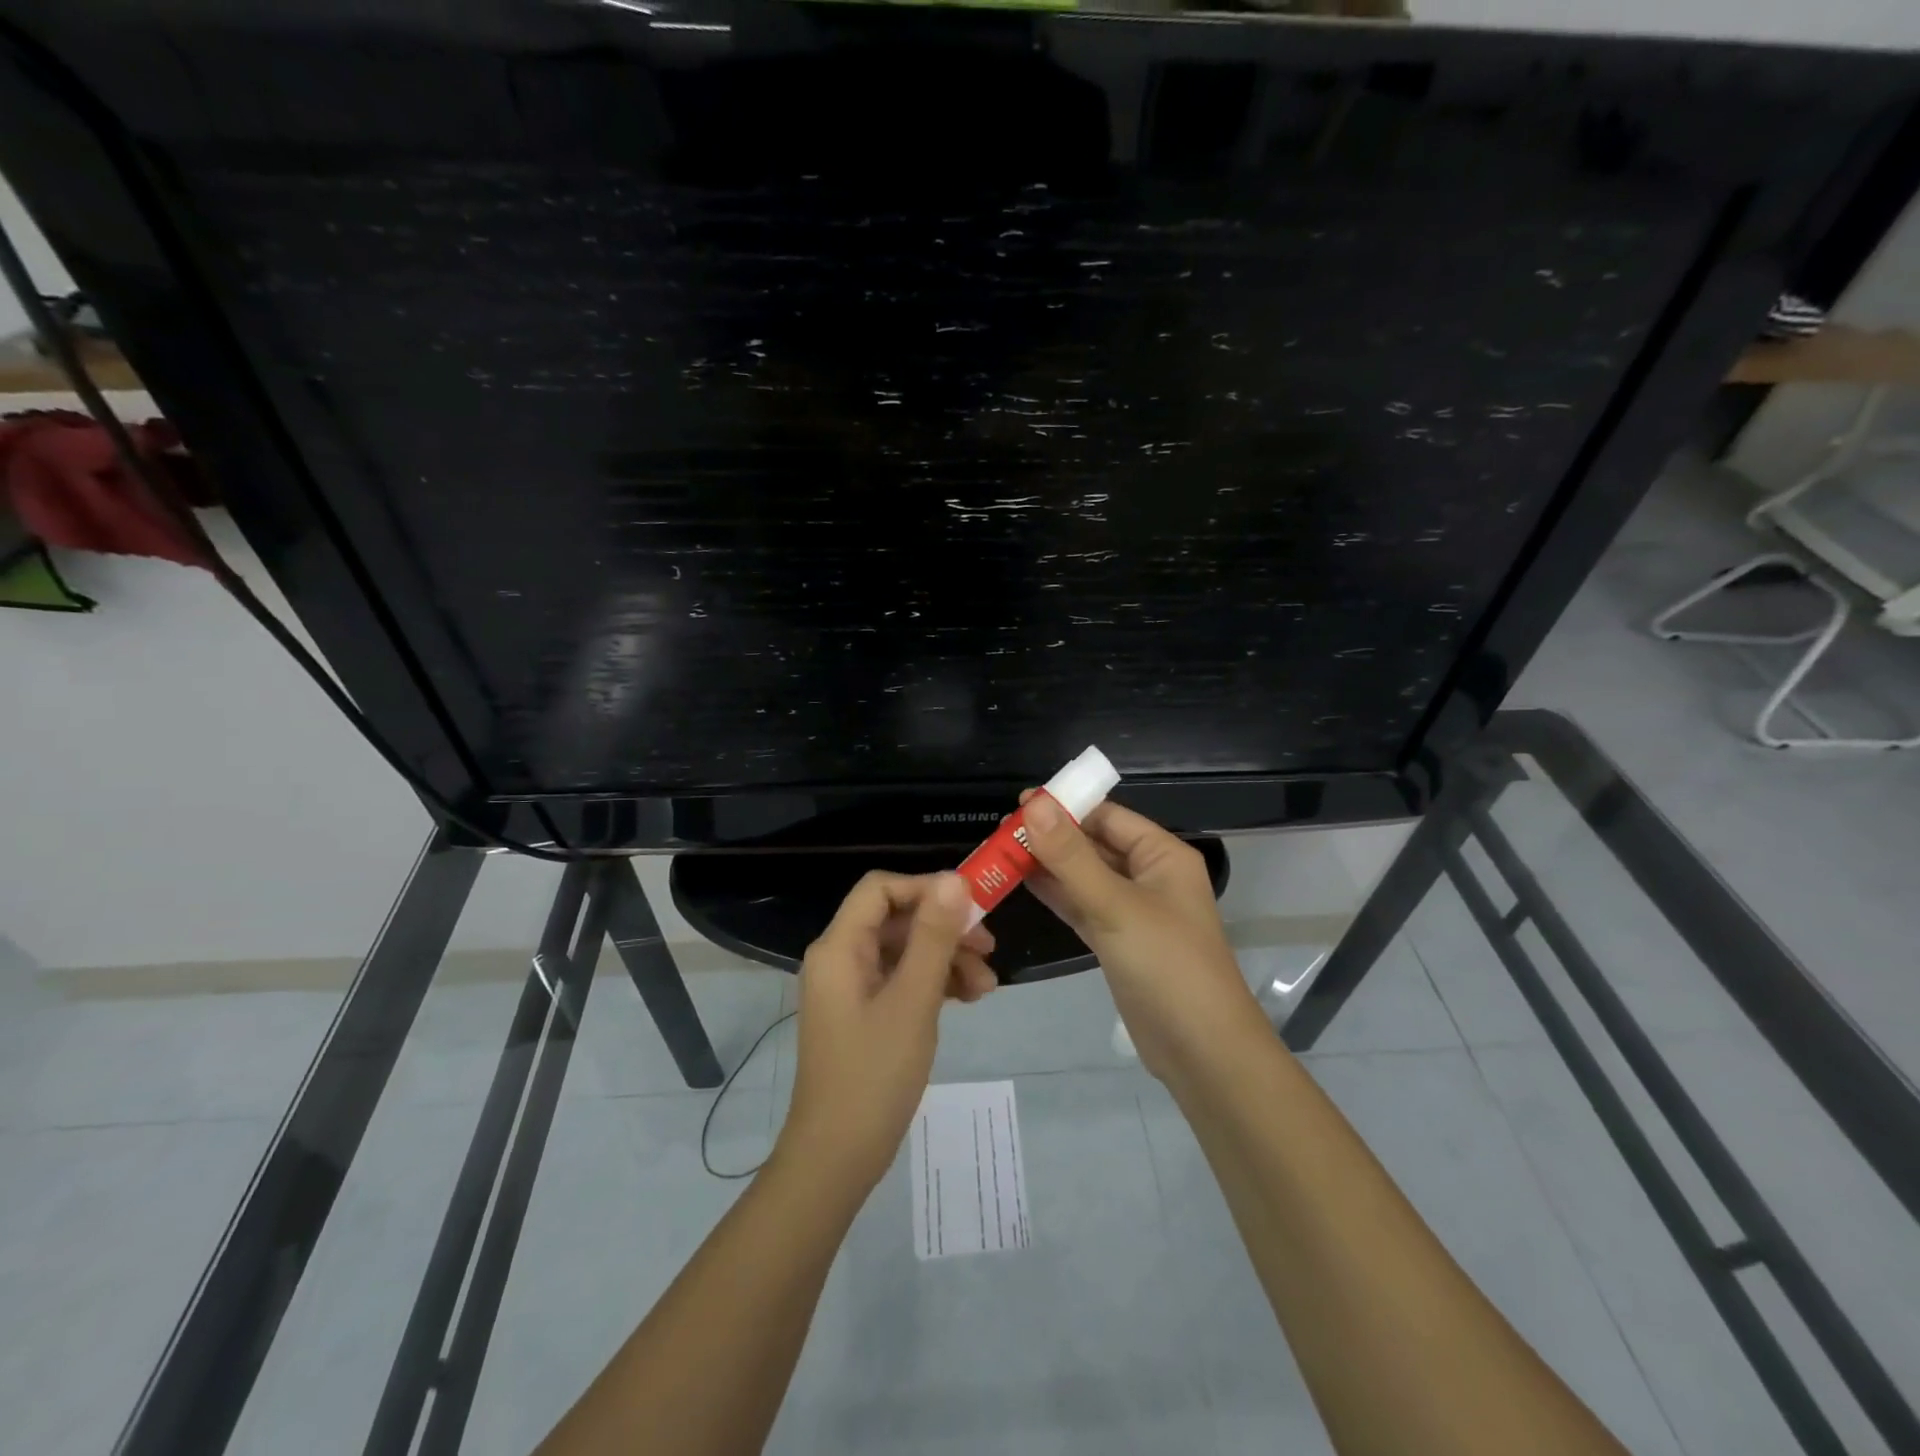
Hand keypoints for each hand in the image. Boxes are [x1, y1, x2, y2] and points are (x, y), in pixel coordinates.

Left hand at [775, 872, 995, 1191]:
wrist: (837, 1159)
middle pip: (897, 920)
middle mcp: (840, 958)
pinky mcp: (863, 1013)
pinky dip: (933, 984)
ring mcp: (851, 987)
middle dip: (945, 929)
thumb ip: (933, 936)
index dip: (926, 888)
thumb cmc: (874, 1075)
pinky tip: (967, 999)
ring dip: (946, 959)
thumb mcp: (913, 1000)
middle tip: (989, 949)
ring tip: (986, 987)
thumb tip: (953, 879)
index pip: (881, 889)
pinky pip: (901, 980)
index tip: (971, 905)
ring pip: (904, 951)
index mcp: (840, 947)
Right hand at [1020, 793, 1264, 1081]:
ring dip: (1048, 866)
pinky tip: (1021, 884)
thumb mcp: (1116, 906)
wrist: (1201, 1051)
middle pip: (1094, 844)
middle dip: (1051, 837)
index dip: (1066, 807)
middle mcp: (1149, 876)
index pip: (1108, 816)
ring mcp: (1132, 910)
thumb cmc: (1167, 965)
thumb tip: (1033, 804)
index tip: (1018, 805)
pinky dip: (1055, 895)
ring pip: (1084, 877)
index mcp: (1162, 855)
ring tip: (1000, 854)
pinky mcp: (1118, 941)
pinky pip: (1082, 906)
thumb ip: (1071, 857)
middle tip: (1000, 833)